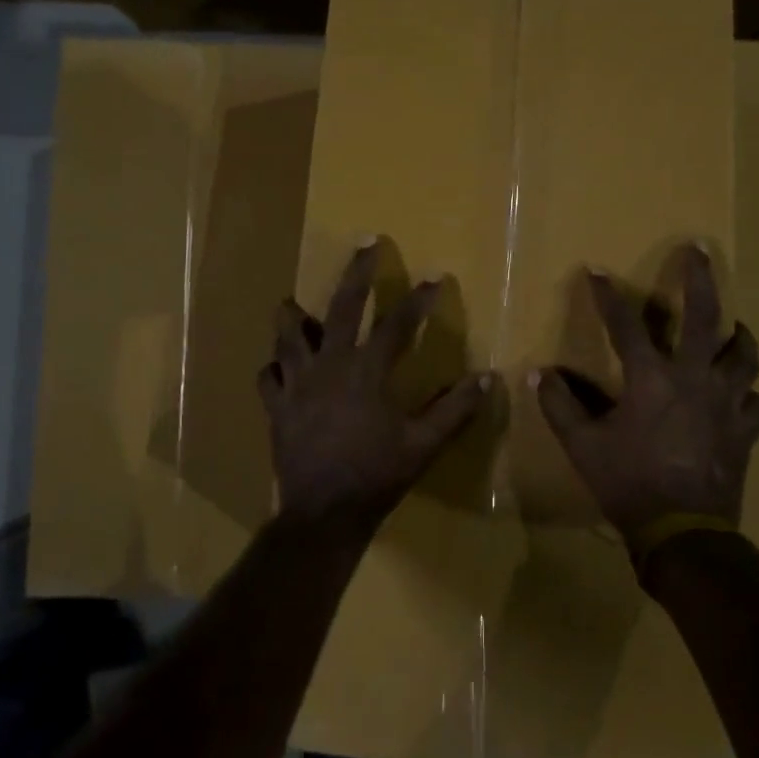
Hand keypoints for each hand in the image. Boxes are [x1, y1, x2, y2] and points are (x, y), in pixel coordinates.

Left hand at [259, 241, 495, 534]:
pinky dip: (274, 368)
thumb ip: (455, 409)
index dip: (418, 299)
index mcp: (367, 371)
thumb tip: (489, 378)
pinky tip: (277, 367)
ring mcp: (297, 385)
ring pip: (287, 336)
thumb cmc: (376, 476)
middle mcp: (329, 365)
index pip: (397, 324)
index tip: (435, 276)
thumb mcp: (423, 445)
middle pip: (341, 307)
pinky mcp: (276, 407)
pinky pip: (268, 378)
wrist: (324, 513)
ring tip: (291, 302)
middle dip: (356, 272)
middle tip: (365, 244)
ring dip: (291, 316)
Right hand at [536, 243, 758, 548]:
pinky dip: (748, 393)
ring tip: (733, 327)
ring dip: (737, 336)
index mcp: (651, 379)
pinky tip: (741, 394)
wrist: (683, 532)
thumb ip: (559, 406)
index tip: (597, 272)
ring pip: (743, 356)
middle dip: (700, 279)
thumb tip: (538, 375)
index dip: (608, 296)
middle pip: (705, 317)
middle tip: (699, 251)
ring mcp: (727, 403)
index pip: (626, 325)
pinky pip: (756, 402)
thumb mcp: (583, 446)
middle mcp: (694, 379)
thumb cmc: (629, 483)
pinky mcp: (746, 430)